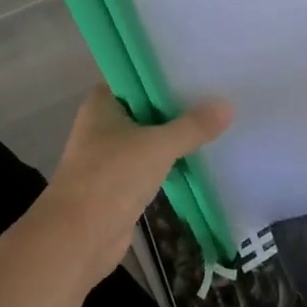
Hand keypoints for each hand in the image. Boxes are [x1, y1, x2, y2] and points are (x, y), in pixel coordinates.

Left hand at [32, 86, 233, 285]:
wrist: (77, 239)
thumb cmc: (111, 178)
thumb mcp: (157, 146)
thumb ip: (192, 127)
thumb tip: (228, 106)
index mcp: (103, 104)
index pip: (137, 76)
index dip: (166, 72)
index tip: (199, 67)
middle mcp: (103, 125)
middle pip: (147, 108)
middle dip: (178, 105)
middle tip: (218, 93)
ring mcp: (111, 156)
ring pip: (150, 138)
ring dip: (176, 136)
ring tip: (217, 123)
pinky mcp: (120, 184)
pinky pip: (152, 165)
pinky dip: (172, 162)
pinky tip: (201, 157)